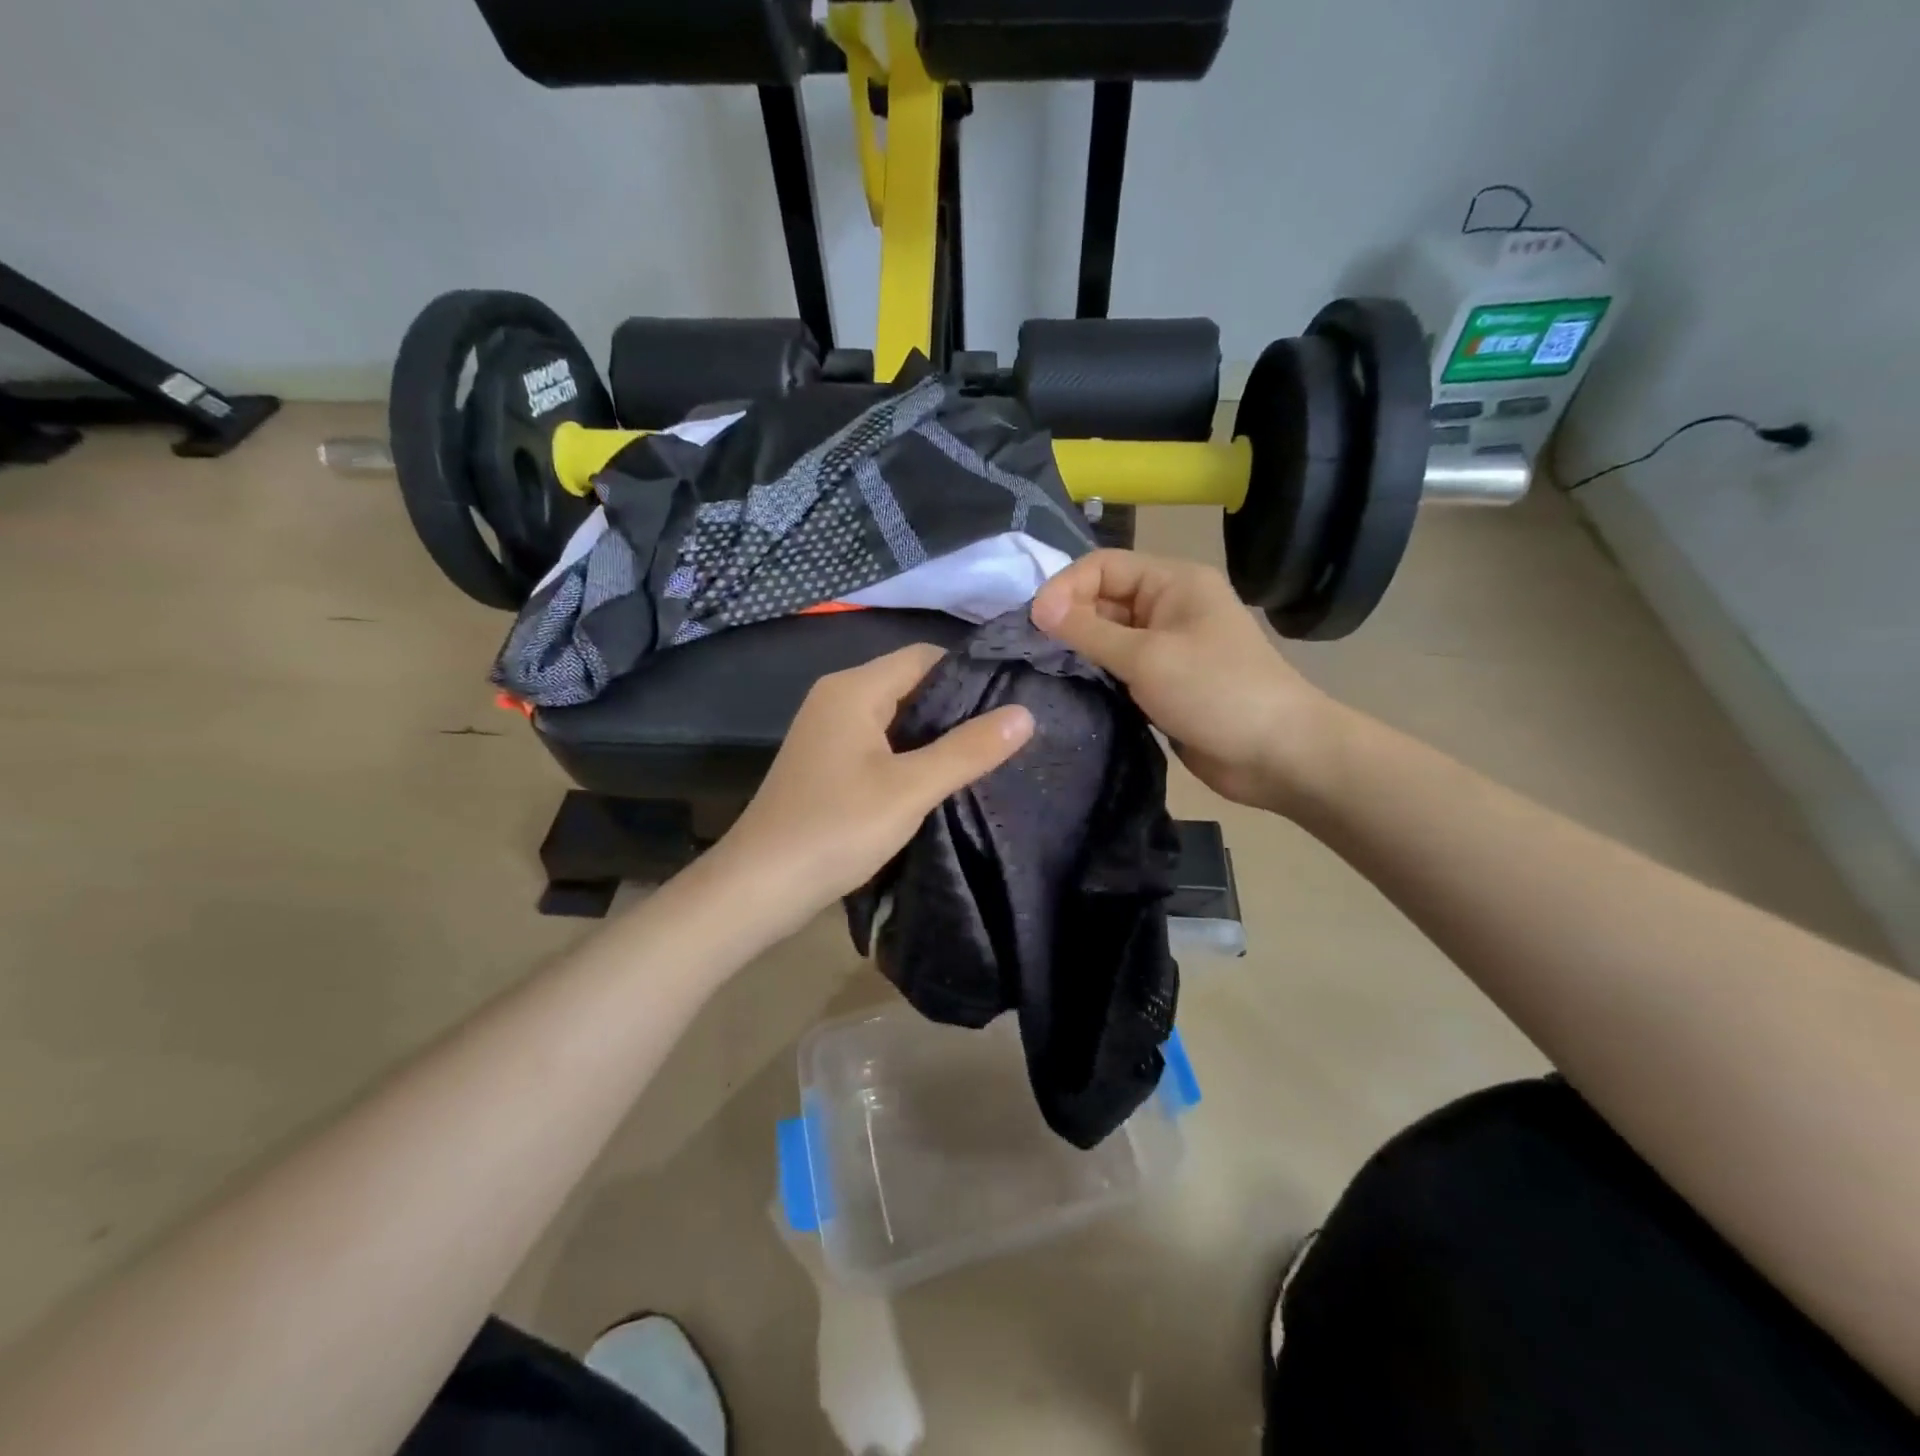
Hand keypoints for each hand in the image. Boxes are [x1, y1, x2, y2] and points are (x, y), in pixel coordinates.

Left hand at [714, 644, 1033, 923]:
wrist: (759, 886)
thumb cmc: (836, 828)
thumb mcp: (911, 789)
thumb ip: (968, 750)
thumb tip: (1025, 713)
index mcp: (854, 688)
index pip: (924, 656)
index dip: (970, 673)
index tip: (1013, 701)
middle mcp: (837, 698)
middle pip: (910, 683)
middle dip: (957, 705)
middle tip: (1006, 732)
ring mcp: (828, 730)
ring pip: (896, 715)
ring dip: (935, 732)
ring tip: (985, 754)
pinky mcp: (827, 761)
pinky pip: (879, 741)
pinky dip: (910, 752)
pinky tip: (940, 777)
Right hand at [1031, 550, 1339, 810]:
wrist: (1276, 754)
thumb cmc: (1215, 692)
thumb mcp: (1147, 657)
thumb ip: (1089, 631)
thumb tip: (1038, 607)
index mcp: (1174, 581)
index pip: (1104, 566)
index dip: (1066, 587)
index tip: (1034, 622)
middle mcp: (1169, 605)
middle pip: (1105, 598)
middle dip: (1069, 617)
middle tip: (1032, 648)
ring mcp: (1168, 645)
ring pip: (1109, 635)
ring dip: (1080, 647)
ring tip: (1043, 666)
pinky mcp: (1164, 681)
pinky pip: (1120, 666)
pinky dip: (1097, 673)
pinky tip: (1071, 686)